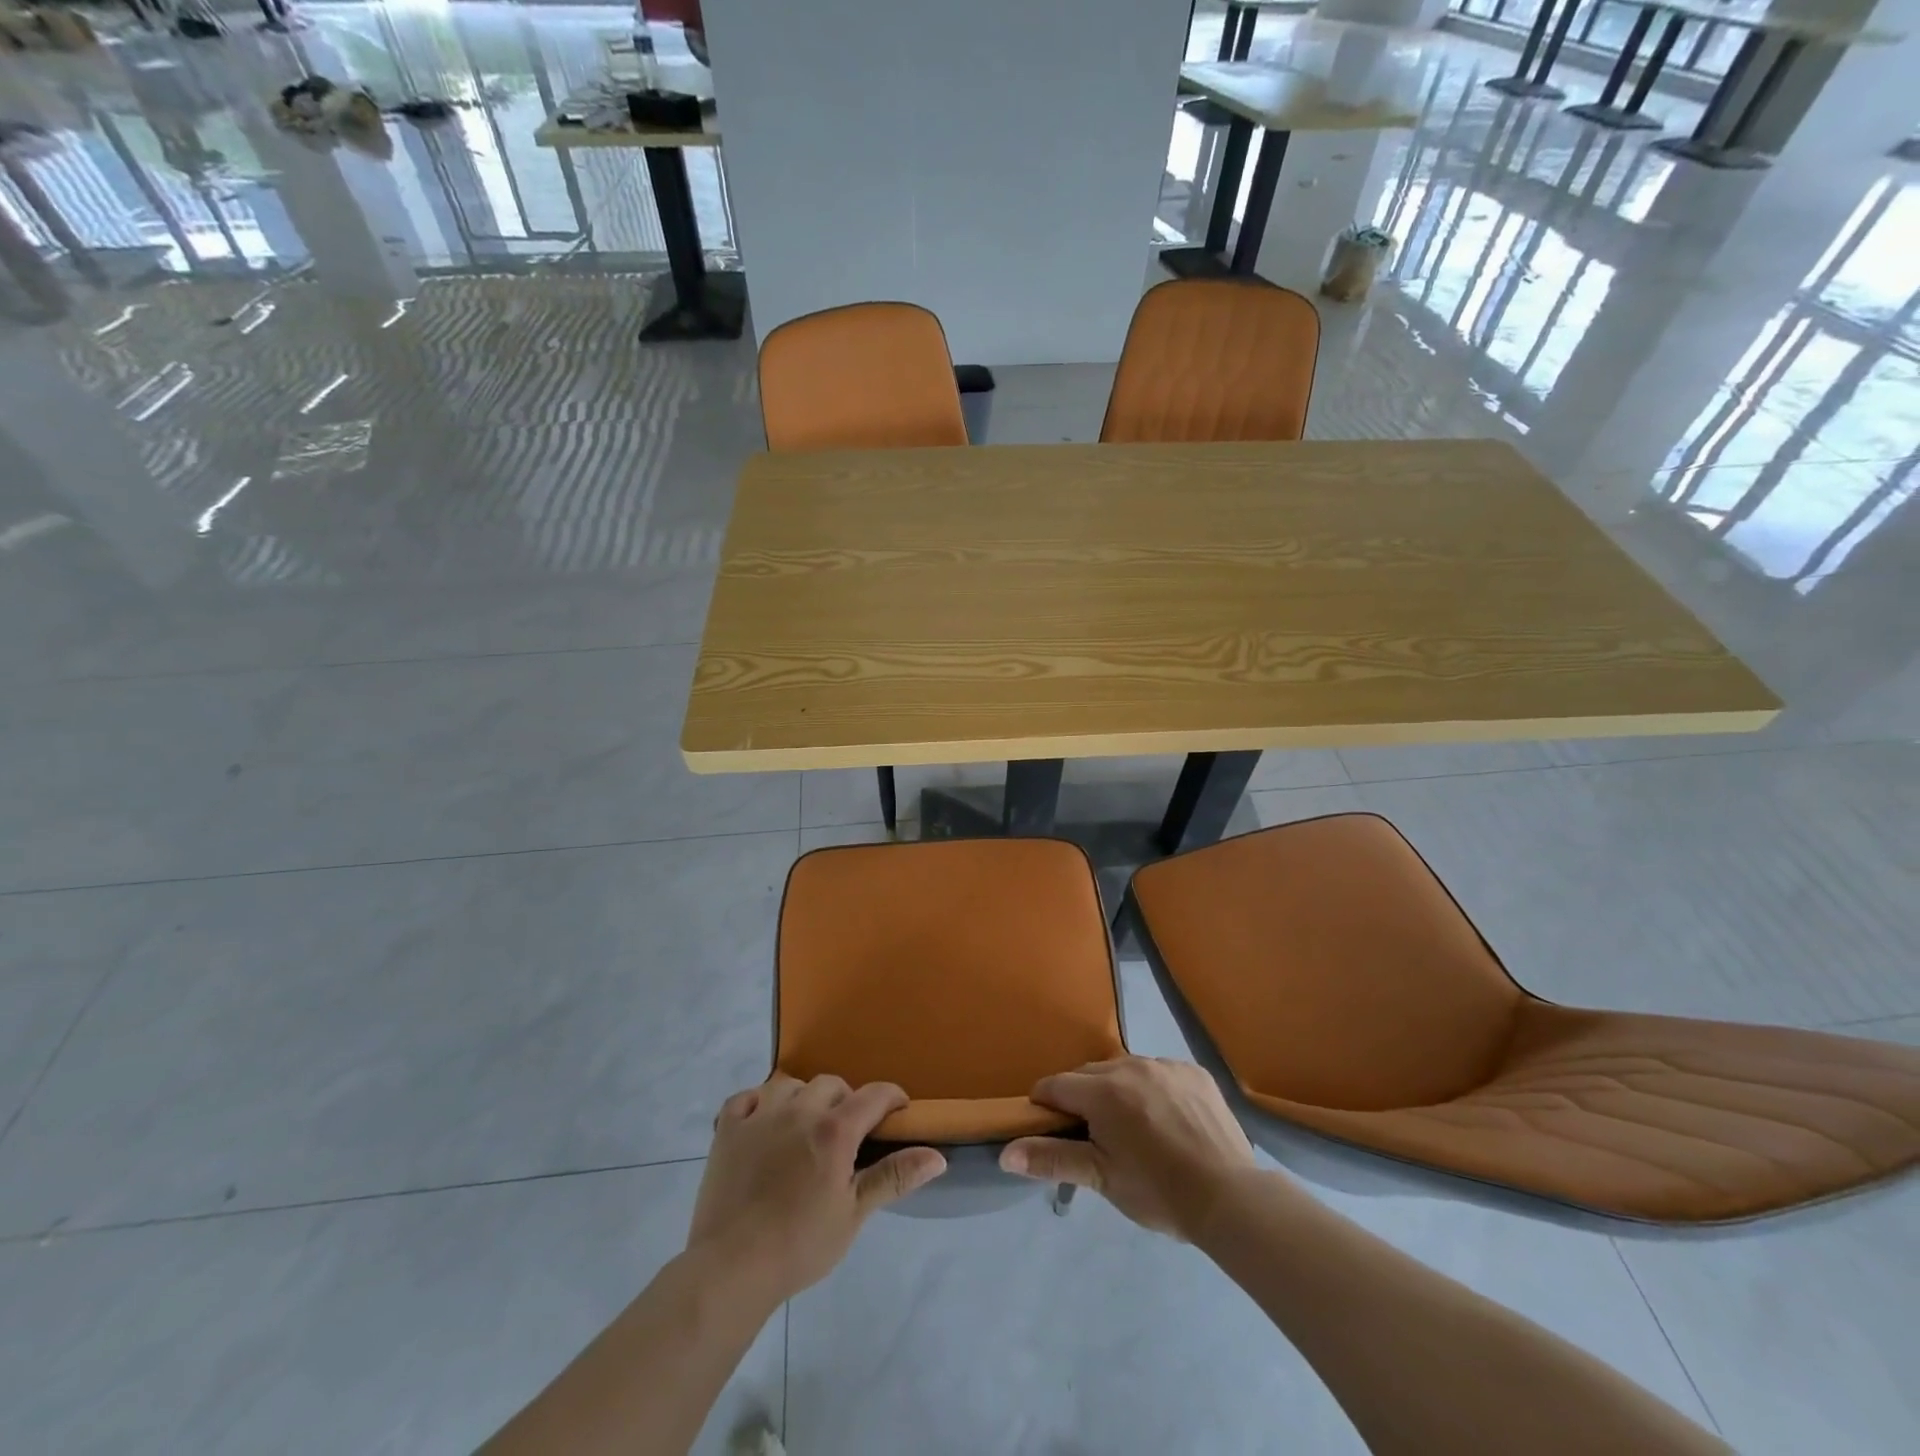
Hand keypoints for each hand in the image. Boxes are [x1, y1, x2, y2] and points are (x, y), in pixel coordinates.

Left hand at [686, 1074, 946, 1302]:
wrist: (731, 1269)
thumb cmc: (800, 1245)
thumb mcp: (854, 1214)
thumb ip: (893, 1177)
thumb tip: (938, 1155)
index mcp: (834, 1130)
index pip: (874, 1095)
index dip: (892, 1098)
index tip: (898, 1112)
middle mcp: (799, 1110)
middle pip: (831, 1084)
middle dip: (845, 1100)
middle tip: (846, 1133)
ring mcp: (760, 1115)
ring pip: (790, 1084)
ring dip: (803, 1098)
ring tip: (804, 1127)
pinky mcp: (728, 1128)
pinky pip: (747, 1097)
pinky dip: (758, 1104)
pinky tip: (762, 1125)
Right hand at [1000, 1057, 1253, 1239]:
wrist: (1230, 1197)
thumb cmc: (1157, 1190)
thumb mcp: (1101, 1177)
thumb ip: (1051, 1158)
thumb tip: (1005, 1153)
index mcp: (1103, 1090)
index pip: (1056, 1086)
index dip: (1046, 1106)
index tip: (1051, 1129)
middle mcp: (1131, 1065)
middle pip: (1090, 1075)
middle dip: (1083, 1099)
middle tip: (1094, 1136)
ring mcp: (1165, 1065)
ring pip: (1125, 1070)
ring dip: (1118, 1091)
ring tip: (1132, 1128)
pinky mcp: (1194, 1072)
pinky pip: (1159, 1072)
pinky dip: (1153, 1089)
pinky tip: (1166, 1120)